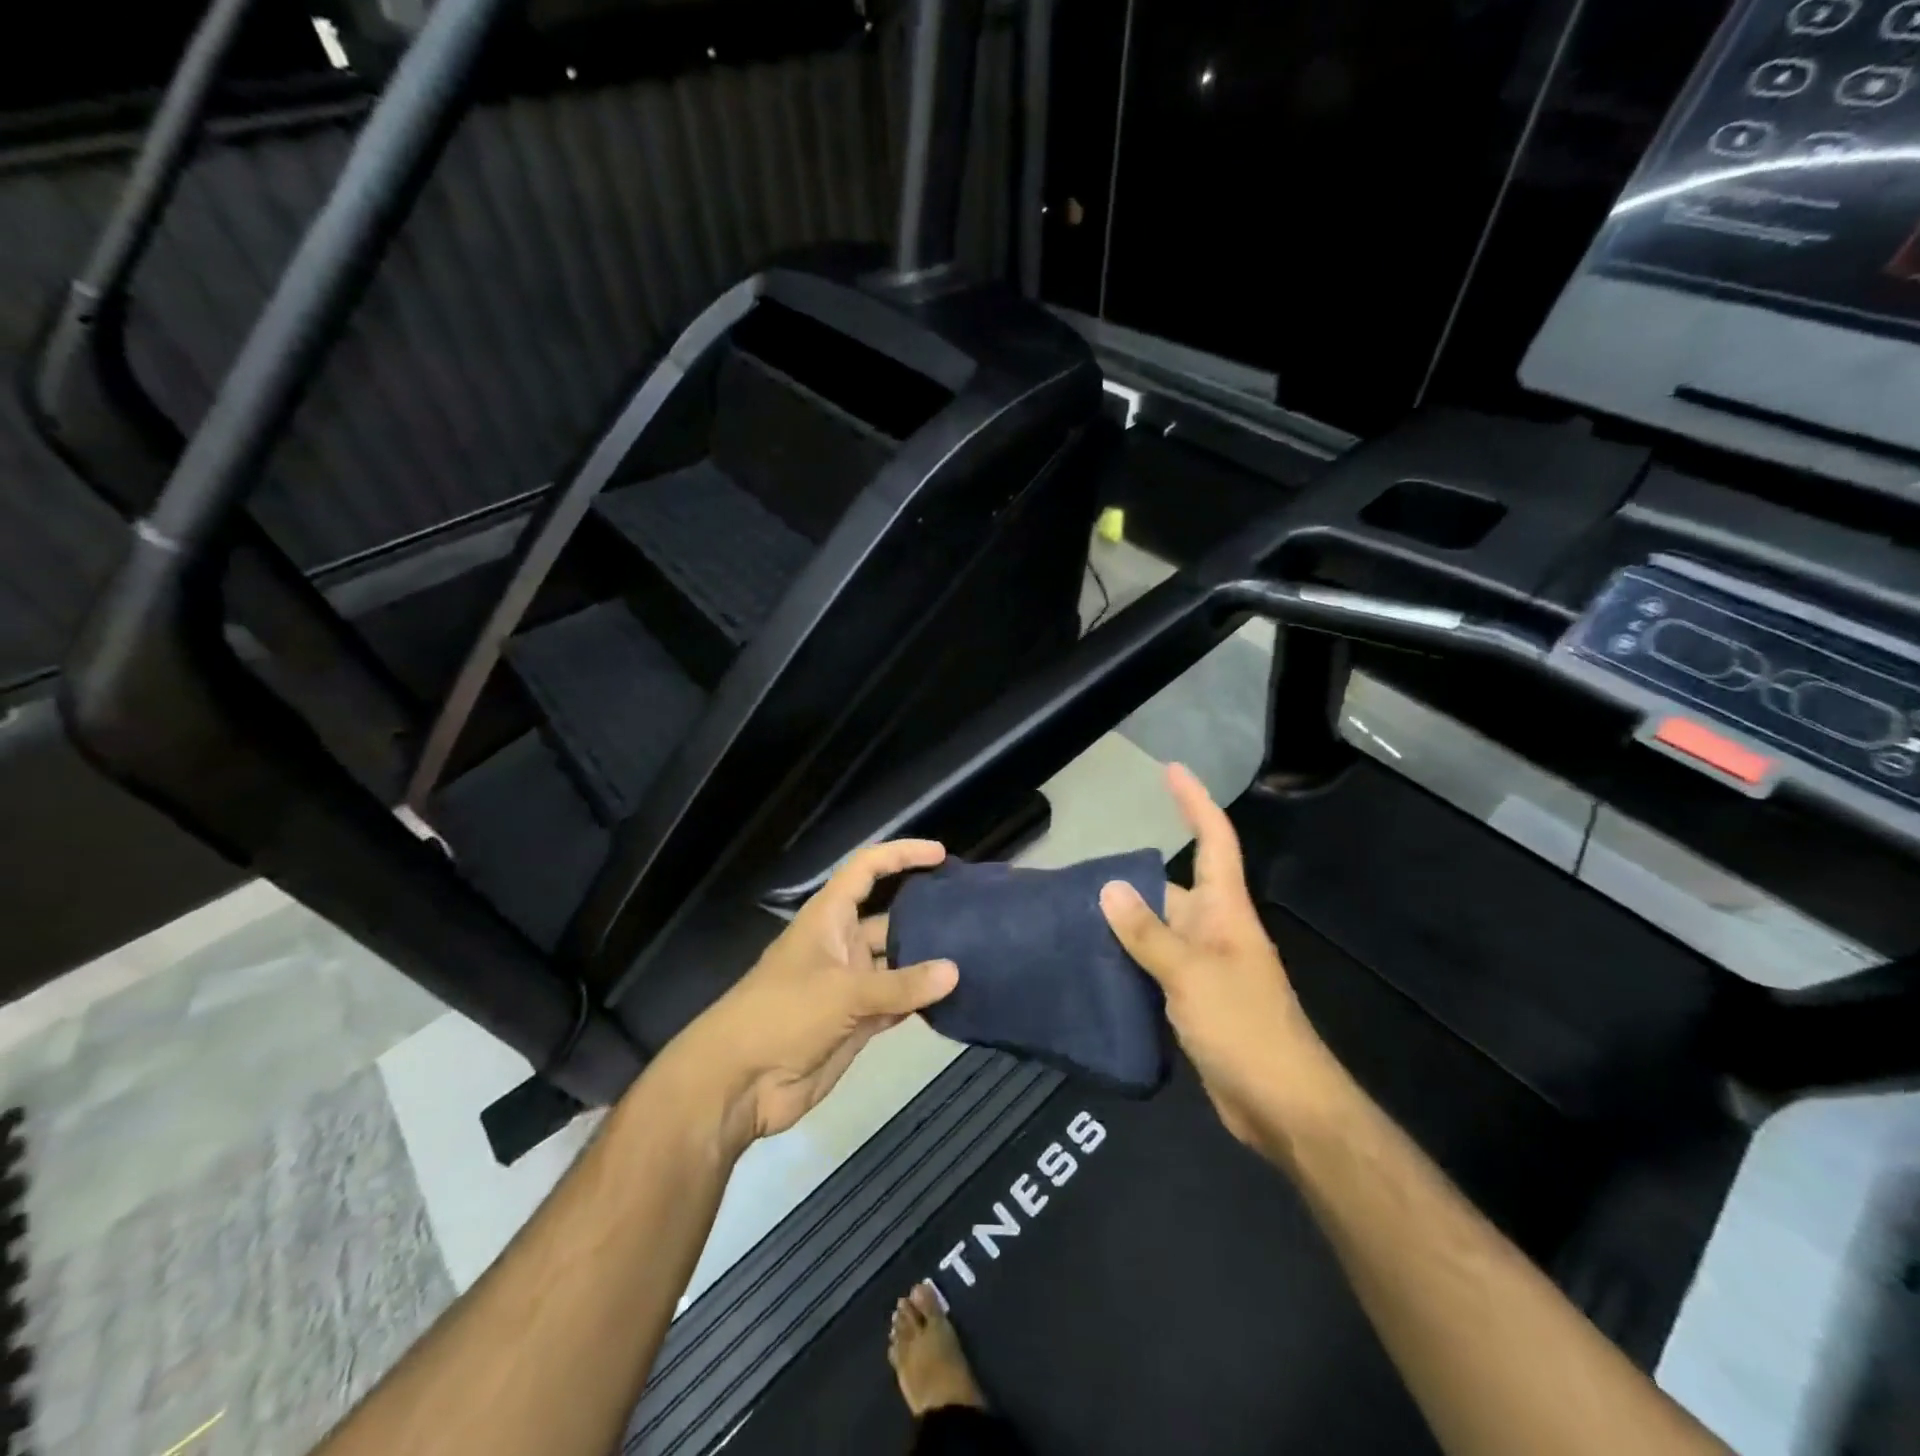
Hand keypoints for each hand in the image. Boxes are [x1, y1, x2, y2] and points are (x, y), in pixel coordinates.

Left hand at [666, 840, 959, 1155]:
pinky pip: (896, 1002)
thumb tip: (955, 971)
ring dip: (926, 962)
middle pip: (889, 918)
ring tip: (974, 955)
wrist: (739, 1083)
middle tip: (971, 913)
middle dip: (924, 913)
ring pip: (897, 964)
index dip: (900, 855)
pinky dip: (919, 1000)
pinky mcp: (856, 1021)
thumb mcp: (843, 993)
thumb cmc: (783, 1015)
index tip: (940, 854)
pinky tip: (952, 999)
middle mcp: (841, 944)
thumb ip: (900, 985)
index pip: (867, 870)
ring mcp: (849, 985)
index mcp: (828, 918)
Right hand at [1098, 764, 1328, 1147]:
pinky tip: (1093, 964)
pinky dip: (1128, 961)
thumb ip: (1148, 933)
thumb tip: (1109, 888)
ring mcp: (1204, 968)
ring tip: (1073, 913)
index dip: (1194, 803)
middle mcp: (1215, 931)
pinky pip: (1155, 968)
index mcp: (1225, 912)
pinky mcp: (1193, 1002)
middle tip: (1079, 873)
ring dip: (1124, 923)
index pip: (1214, 841)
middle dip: (1132, 878)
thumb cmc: (1245, 1028)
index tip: (1171, 770)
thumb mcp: (1191, 975)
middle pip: (1171, 888)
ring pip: (1158, 931)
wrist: (1283, 1107)